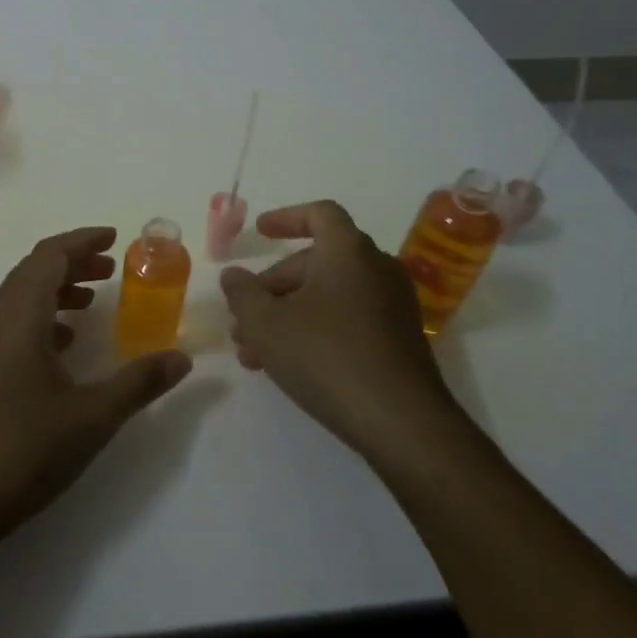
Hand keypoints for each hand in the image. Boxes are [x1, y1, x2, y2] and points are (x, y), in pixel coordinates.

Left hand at [0, 227, 192, 557]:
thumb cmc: (18, 451)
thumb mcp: (90, 418)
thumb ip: (138, 383)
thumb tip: (182, 358)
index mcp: (17, 314)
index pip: (50, 255)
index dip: (83, 240)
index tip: (115, 237)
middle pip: (33, 271)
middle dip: (73, 263)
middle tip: (112, 269)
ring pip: (20, 298)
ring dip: (56, 290)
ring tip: (92, 302)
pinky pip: (10, 324)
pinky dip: (40, 318)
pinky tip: (62, 346)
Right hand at [221, 200, 454, 459]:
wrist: (402, 423)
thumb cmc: (327, 356)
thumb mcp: (266, 324)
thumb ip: (242, 293)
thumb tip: (234, 276)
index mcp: (349, 251)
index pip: (320, 214)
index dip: (286, 218)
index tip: (259, 231)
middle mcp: (376, 268)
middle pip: (317, 262)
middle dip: (273, 288)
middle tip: (242, 319)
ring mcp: (393, 306)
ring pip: (328, 296)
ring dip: (288, 315)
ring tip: (253, 352)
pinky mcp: (399, 340)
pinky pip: (349, 319)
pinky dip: (316, 329)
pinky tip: (289, 365)